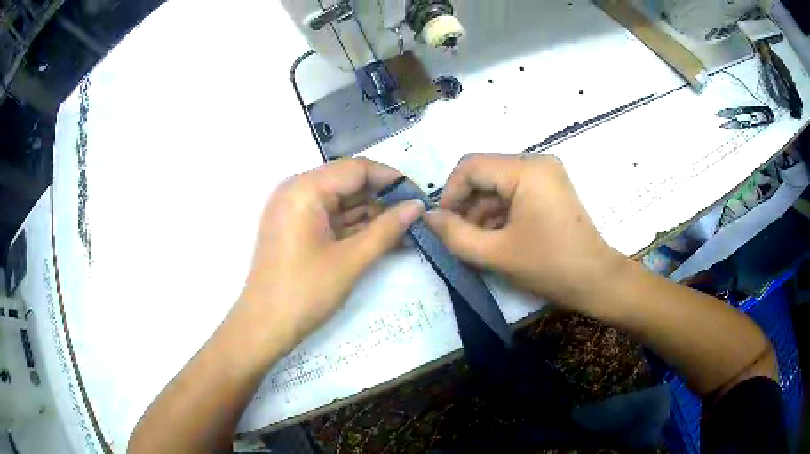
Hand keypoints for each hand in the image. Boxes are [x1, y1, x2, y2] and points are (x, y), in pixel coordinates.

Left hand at [238, 158, 424, 349]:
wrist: (264, 327)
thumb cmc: (305, 293)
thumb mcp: (351, 260)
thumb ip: (387, 229)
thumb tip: (418, 206)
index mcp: (305, 188)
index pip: (357, 168)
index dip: (392, 179)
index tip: (420, 196)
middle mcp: (296, 189)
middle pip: (348, 182)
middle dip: (383, 198)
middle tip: (415, 217)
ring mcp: (294, 208)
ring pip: (341, 201)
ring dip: (371, 214)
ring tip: (405, 230)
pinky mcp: (295, 226)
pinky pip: (330, 217)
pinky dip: (354, 226)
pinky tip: (380, 237)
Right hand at [425, 154, 622, 312]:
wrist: (596, 281)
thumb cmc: (549, 265)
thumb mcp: (496, 253)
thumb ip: (455, 234)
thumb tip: (427, 217)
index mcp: (526, 170)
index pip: (471, 166)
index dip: (450, 193)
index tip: (442, 224)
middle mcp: (537, 162)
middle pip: (485, 174)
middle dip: (466, 206)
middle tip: (456, 237)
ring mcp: (546, 175)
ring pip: (498, 186)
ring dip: (482, 213)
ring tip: (476, 244)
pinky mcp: (550, 189)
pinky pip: (514, 194)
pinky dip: (499, 214)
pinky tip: (495, 239)